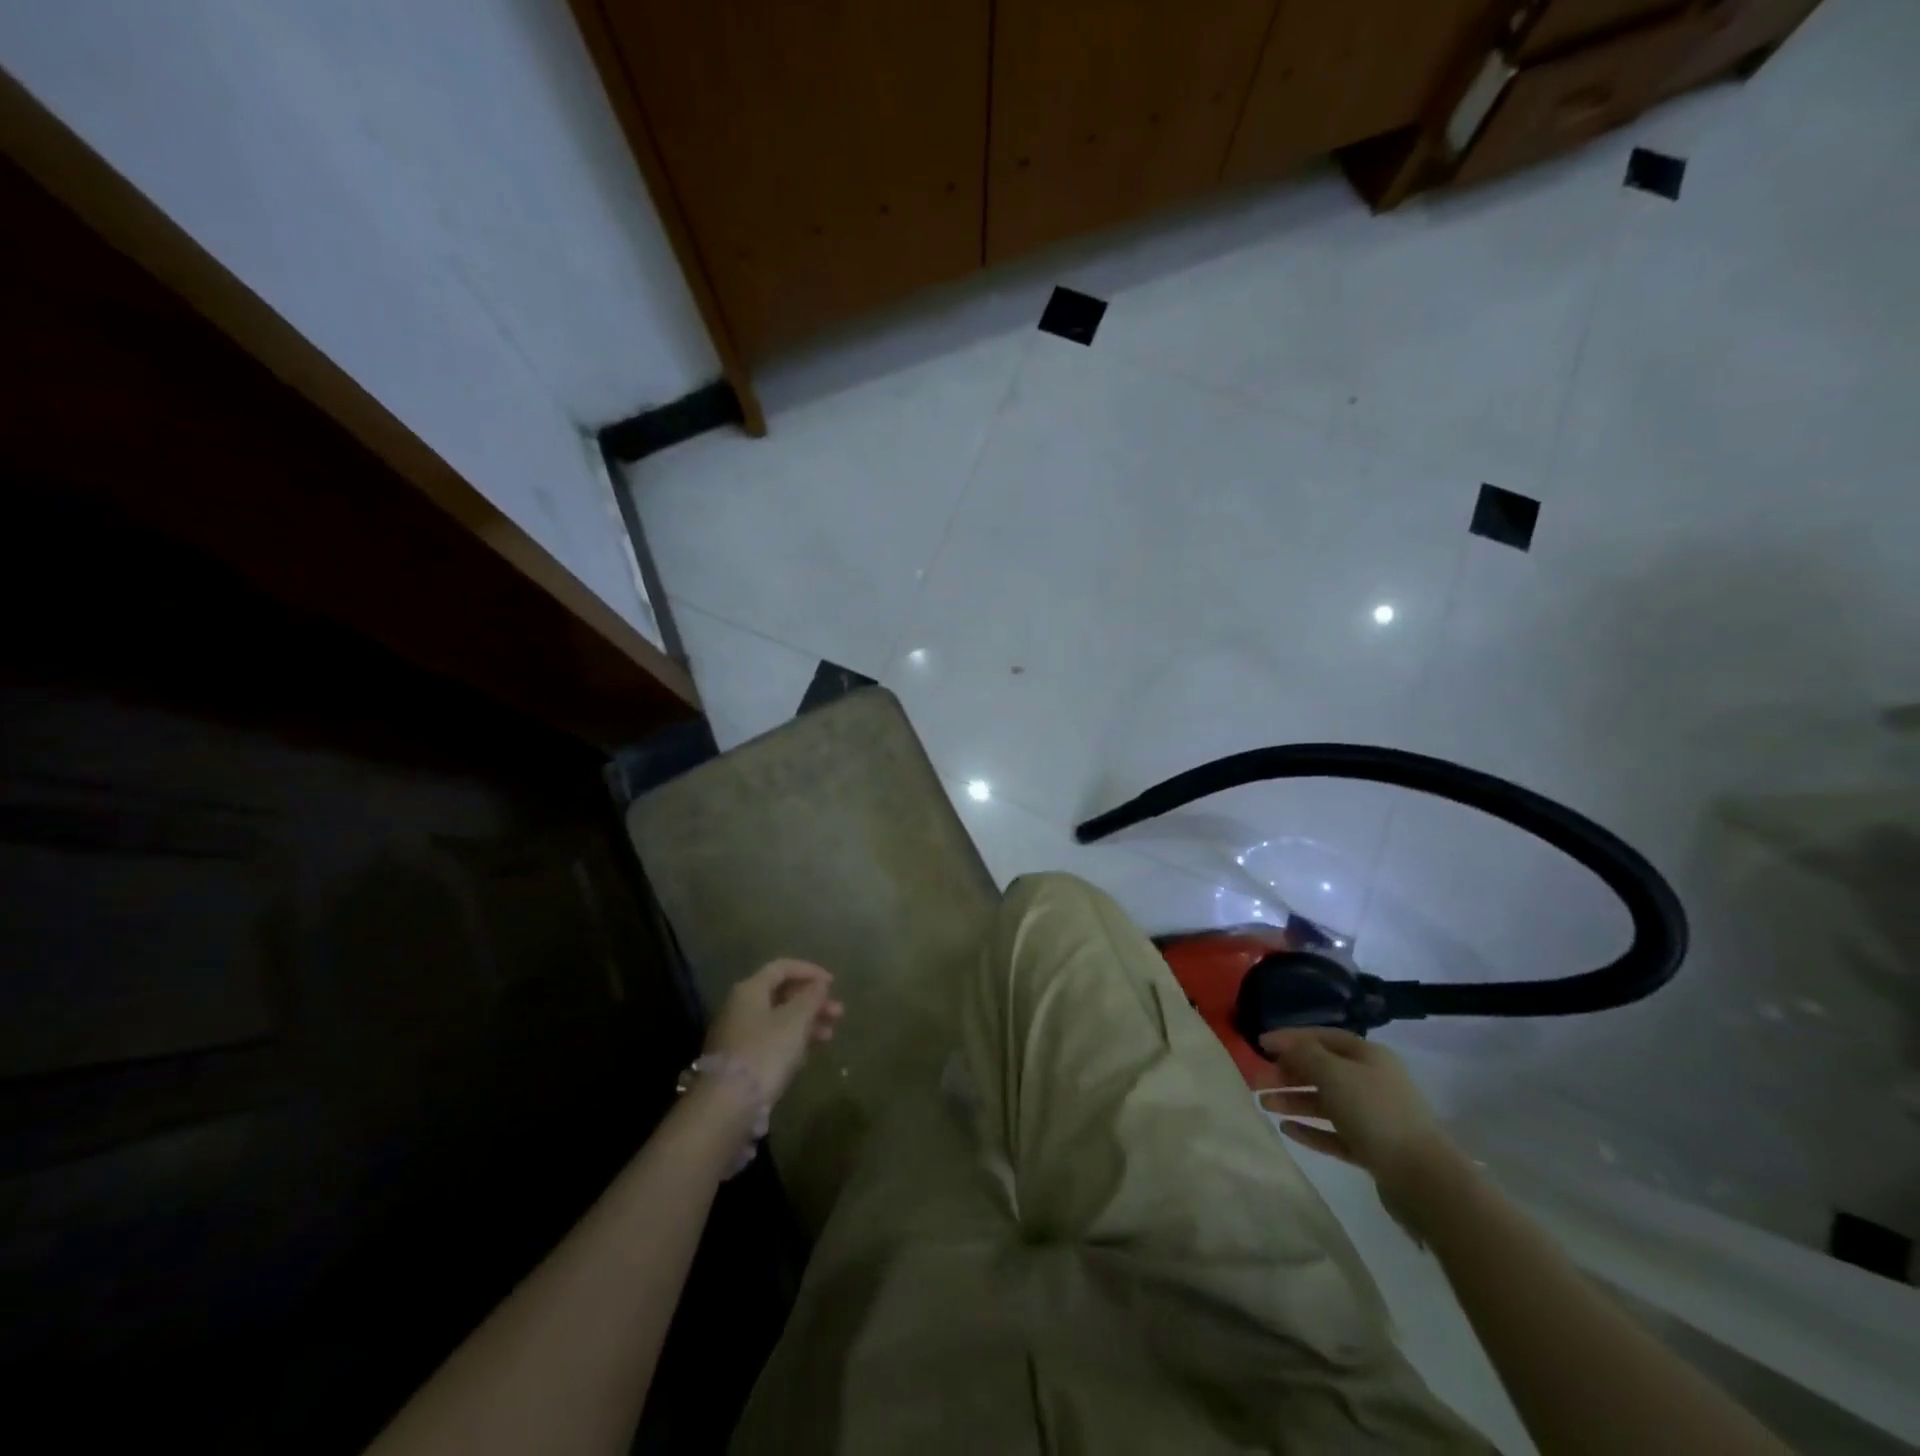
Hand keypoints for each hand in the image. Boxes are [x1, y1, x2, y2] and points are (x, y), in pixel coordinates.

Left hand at [705, 959, 843, 1102]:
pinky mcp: (739, 1059)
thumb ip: (810, 998)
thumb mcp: (795, 1021)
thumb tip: (819, 984)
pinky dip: (791, 1040)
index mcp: (750, 990)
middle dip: (812, 1001)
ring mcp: (737, 1034)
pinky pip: (771, 1039)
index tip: (833, 983)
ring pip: (778, 1018)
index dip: (810, 971)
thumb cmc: (765, 1052)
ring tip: (830, 1036)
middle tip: (838, 1013)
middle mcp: (740, 1007)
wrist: (727, 1105)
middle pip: (781, 994)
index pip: (782, 967)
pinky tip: (807, 1053)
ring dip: (806, 1022)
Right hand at [1258, 1028, 1456, 1203]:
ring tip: (1264, 1105)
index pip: (1322, 1037)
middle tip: (1257, 1081)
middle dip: (1288, 1073)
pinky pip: (1334, 1133)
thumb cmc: (1375, 1113)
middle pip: (1322, 1070)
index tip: (1259, 1044)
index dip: (1290, 1038)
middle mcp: (1371, 1081)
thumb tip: (1285, 1045)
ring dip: (1293, 1101)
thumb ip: (1304, 1055)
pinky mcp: (1372, 1149)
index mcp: (1368, 1056)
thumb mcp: (1333, 1074)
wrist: (1423, 1179)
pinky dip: (1310, 1129)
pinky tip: (1287, 1130)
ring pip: (1325, 1103)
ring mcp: (1373, 1117)